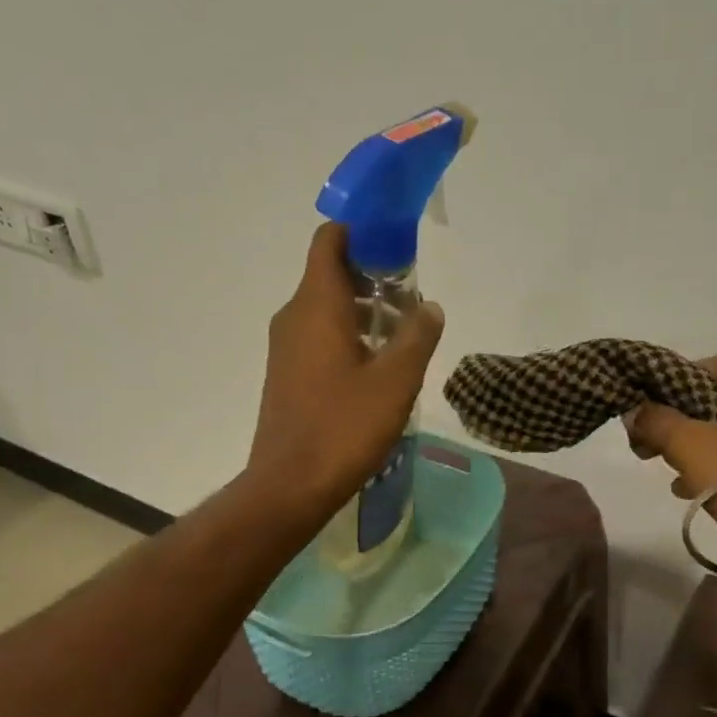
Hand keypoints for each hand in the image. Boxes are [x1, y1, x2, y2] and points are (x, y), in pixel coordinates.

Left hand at [248, 223, 443, 516]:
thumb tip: (430, 306)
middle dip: (373, 277)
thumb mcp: (396, 381)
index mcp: (316, 305)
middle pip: (331, 274)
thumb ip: (418, 336)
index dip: (362, 232)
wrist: (291, 484)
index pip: (330, 240)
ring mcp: (286, 347)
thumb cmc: (344, 427)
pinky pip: (319, 338)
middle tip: (414, 300)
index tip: (397, 245)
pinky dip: (348, 337)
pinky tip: (378, 369)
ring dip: (365, 312)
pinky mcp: (287, 374)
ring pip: (327, 310)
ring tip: (404, 337)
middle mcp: (294, 316)